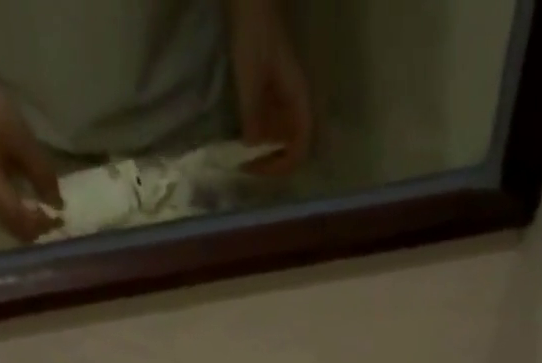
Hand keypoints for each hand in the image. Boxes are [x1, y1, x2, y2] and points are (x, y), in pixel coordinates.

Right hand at [0, 56, 62, 239]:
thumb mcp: (21, 138)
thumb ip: (41, 172)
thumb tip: (58, 204)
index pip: (19, 219)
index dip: (41, 224)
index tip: (59, 217)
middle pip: (15, 230)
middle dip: (37, 230)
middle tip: (56, 219)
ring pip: (10, 227)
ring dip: (30, 227)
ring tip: (48, 214)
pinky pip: (5, 218)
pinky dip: (22, 218)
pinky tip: (33, 207)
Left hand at [228, 2, 312, 174]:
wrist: (250, 1)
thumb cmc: (254, 34)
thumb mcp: (250, 77)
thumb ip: (252, 114)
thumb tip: (251, 147)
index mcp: (298, 99)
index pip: (300, 147)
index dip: (281, 165)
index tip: (258, 168)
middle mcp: (296, 102)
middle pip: (291, 145)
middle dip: (271, 160)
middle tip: (248, 167)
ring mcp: (284, 96)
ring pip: (280, 135)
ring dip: (264, 149)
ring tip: (241, 154)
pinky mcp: (272, 90)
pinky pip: (270, 121)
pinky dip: (258, 132)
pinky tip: (242, 134)